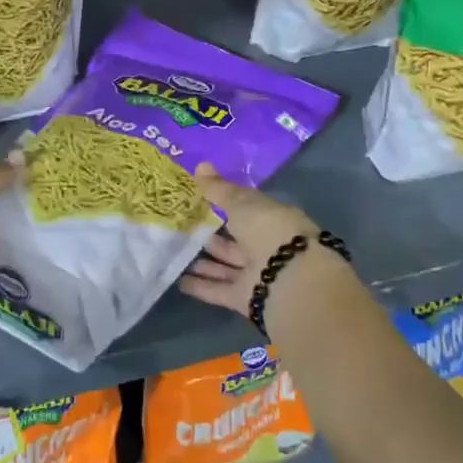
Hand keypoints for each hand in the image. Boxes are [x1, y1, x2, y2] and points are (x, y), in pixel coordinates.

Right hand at [178, 163, 320, 315]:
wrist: (287, 277)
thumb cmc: (268, 229)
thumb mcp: (241, 202)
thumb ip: (219, 189)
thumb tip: (200, 165)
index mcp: (272, 219)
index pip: (247, 210)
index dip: (225, 205)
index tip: (199, 200)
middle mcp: (266, 246)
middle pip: (235, 240)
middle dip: (212, 235)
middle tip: (182, 228)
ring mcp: (256, 273)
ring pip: (226, 265)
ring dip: (204, 261)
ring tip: (175, 252)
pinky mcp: (245, 298)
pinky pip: (218, 290)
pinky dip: (200, 286)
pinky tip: (178, 281)